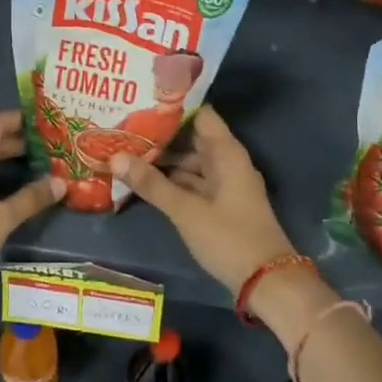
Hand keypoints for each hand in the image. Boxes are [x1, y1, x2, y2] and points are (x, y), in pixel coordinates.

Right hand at [111, 106, 294, 295]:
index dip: (173, 106)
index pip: (200, 114)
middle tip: (123, 126)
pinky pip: (192, 182)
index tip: (141, 100)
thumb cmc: (229, 238)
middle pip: (192, 138)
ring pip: (190, 162)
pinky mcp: (220, 204)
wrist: (266, 281)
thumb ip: (151, 184)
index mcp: (227, 153)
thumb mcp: (186, 211)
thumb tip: (115, 156)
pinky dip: (171, 180)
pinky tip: (143, 180)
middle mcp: (227, 162)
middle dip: (160, 134)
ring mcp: (224, 184)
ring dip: (163, 159)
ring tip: (125, 151)